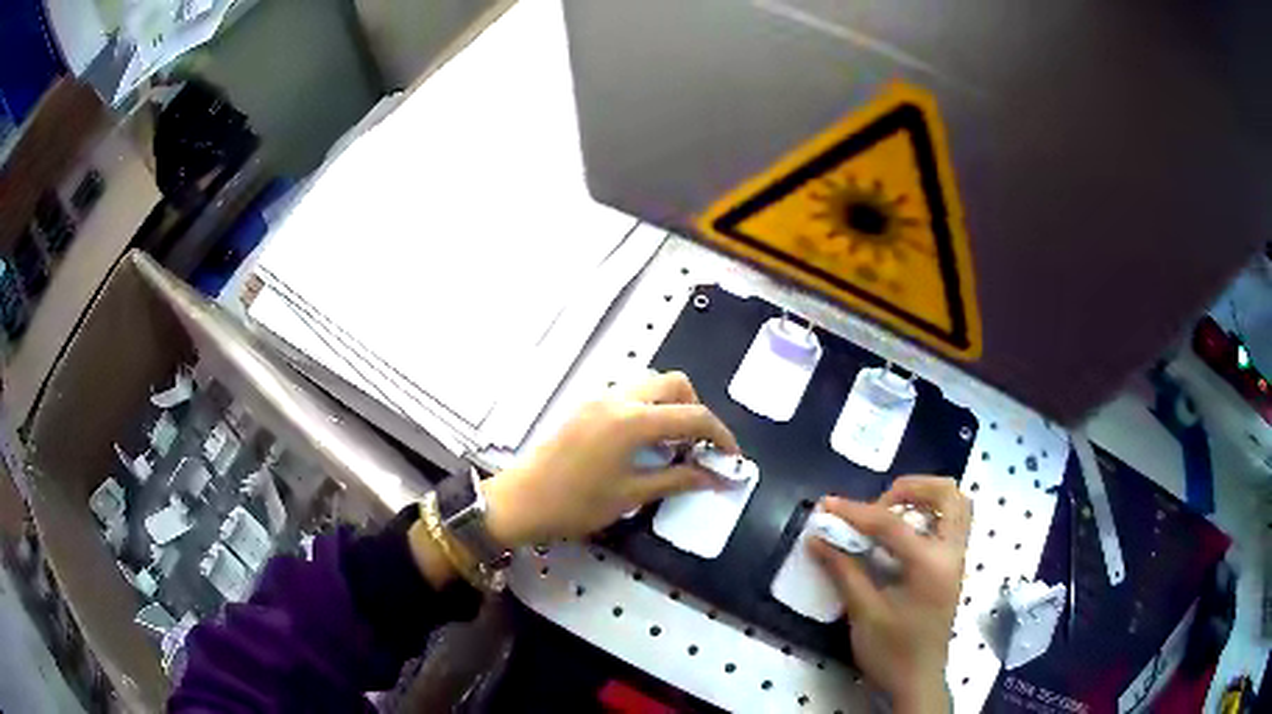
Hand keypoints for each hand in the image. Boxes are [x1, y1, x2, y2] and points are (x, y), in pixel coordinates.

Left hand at [482, 372, 738, 546]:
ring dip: (671, 405)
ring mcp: (599, 398)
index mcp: (633, 421)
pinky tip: (644, 442)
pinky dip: (649, 408)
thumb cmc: (576, 505)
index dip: (720, 435)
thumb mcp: (631, 496)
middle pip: (675, 384)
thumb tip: (716, 477)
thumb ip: (677, 479)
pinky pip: (629, 394)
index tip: (732, 458)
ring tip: (673, 444)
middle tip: (698, 447)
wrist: (520, 502)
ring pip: (650, 384)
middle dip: (696, 410)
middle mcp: (618, 399)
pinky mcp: (586, 406)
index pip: (693, 416)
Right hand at [810, 476, 971, 713]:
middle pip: (947, 494)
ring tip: (890, 511)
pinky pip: (951, 524)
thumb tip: (817, 538)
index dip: (856, 511)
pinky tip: (901, 534)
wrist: (917, 681)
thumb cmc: (891, 652)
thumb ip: (844, 570)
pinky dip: (929, 515)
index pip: (893, 523)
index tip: (827, 505)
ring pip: (956, 505)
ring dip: (925, 497)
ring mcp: (956, 560)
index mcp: (930, 565)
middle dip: (912, 487)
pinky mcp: (952, 568)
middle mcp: (952, 553)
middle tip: (878, 502)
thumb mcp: (864, 613)